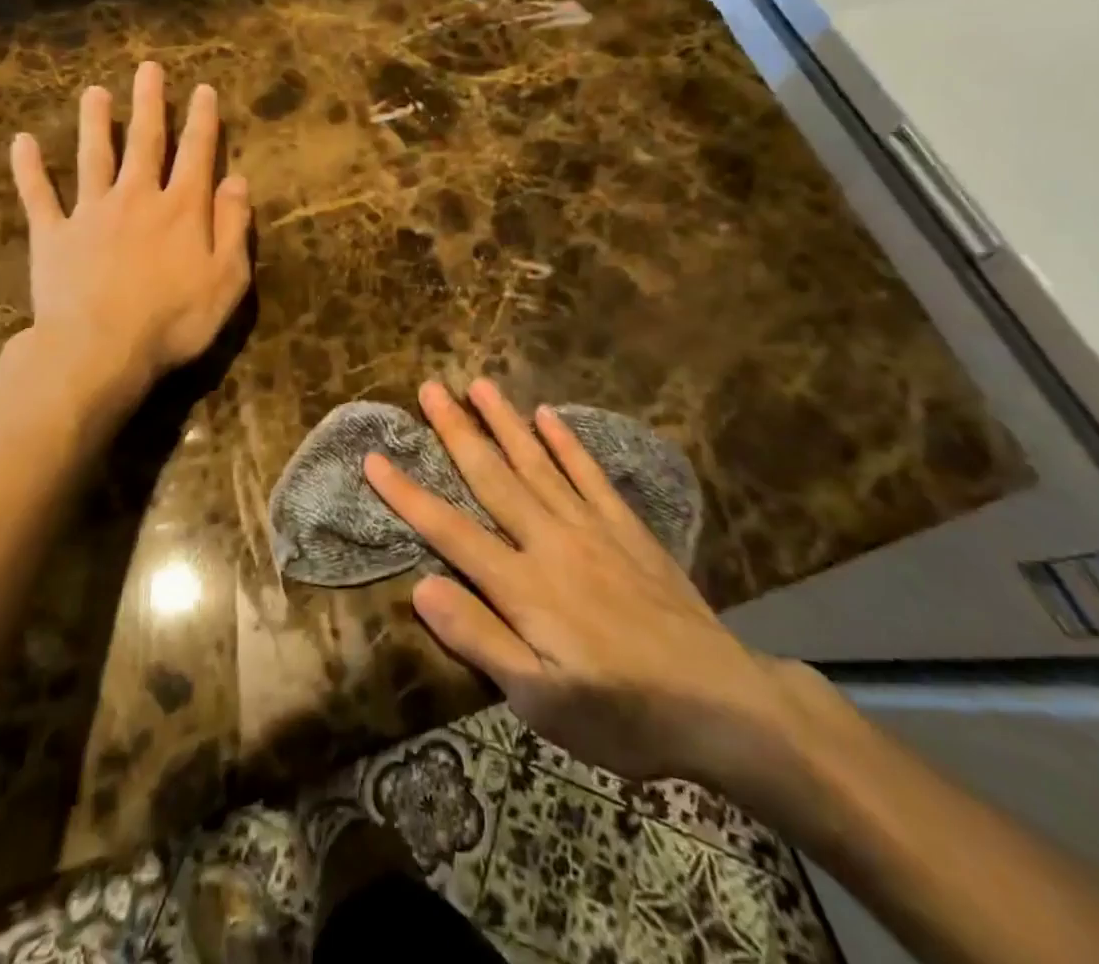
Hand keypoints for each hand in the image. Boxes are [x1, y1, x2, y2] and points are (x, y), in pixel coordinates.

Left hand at [9, 62, 252, 412]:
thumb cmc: (174, 320)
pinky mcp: (53, 235)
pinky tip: (22, 142)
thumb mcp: (227, 280)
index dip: (202, 121)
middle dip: (148, 105)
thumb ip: (234, 227)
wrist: (100, 349)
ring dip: (95, 123)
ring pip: (93, 157)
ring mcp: (90, 213)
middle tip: (147, 69)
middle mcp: (136, 198)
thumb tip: (237, 180)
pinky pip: (38, 195)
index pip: (196, 154)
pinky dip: (29, 168)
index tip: (202, 90)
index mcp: (182, 209)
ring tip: (94, 92)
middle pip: (144, 142)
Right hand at [364, 378, 823, 790]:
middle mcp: (551, 540)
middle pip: (492, 477)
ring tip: (478, 384)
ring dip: (504, 421)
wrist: (722, 703)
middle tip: (430, 389)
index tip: (375, 458)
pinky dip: (566, 442)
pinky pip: (589, 474)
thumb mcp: (543, 704)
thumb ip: (482, 641)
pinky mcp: (626, 528)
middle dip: (455, 432)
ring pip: (537, 462)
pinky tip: (548, 415)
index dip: (408, 494)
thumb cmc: (625, 714)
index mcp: (523, 585)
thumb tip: (422, 587)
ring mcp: (592, 527)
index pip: (450, 530)